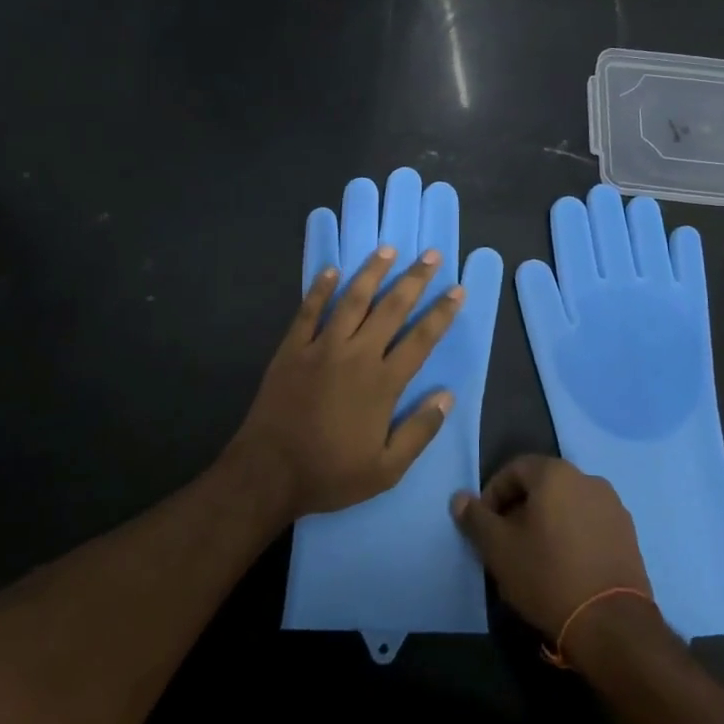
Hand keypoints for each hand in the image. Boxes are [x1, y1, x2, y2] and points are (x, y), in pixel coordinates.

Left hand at [233, 245, 465, 520]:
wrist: (267, 473)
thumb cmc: (329, 474)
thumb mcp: (385, 470)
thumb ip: (419, 432)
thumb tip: (446, 396)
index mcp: (382, 383)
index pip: (420, 339)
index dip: (441, 314)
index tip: (456, 291)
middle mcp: (356, 355)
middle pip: (391, 309)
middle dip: (414, 280)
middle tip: (430, 255)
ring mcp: (321, 347)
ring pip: (352, 300)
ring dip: (372, 273)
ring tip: (388, 249)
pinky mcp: (292, 349)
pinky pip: (309, 311)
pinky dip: (320, 289)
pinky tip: (331, 270)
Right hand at [450, 456, 654, 655]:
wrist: (612, 623)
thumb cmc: (548, 576)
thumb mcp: (499, 549)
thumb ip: (476, 519)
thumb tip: (459, 498)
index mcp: (555, 473)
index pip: (514, 469)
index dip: (493, 494)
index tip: (486, 526)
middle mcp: (587, 478)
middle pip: (542, 485)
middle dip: (520, 509)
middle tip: (507, 543)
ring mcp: (612, 505)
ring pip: (567, 504)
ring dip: (547, 522)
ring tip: (536, 557)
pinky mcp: (628, 533)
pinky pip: (589, 523)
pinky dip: (573, 535)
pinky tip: (566, 567)